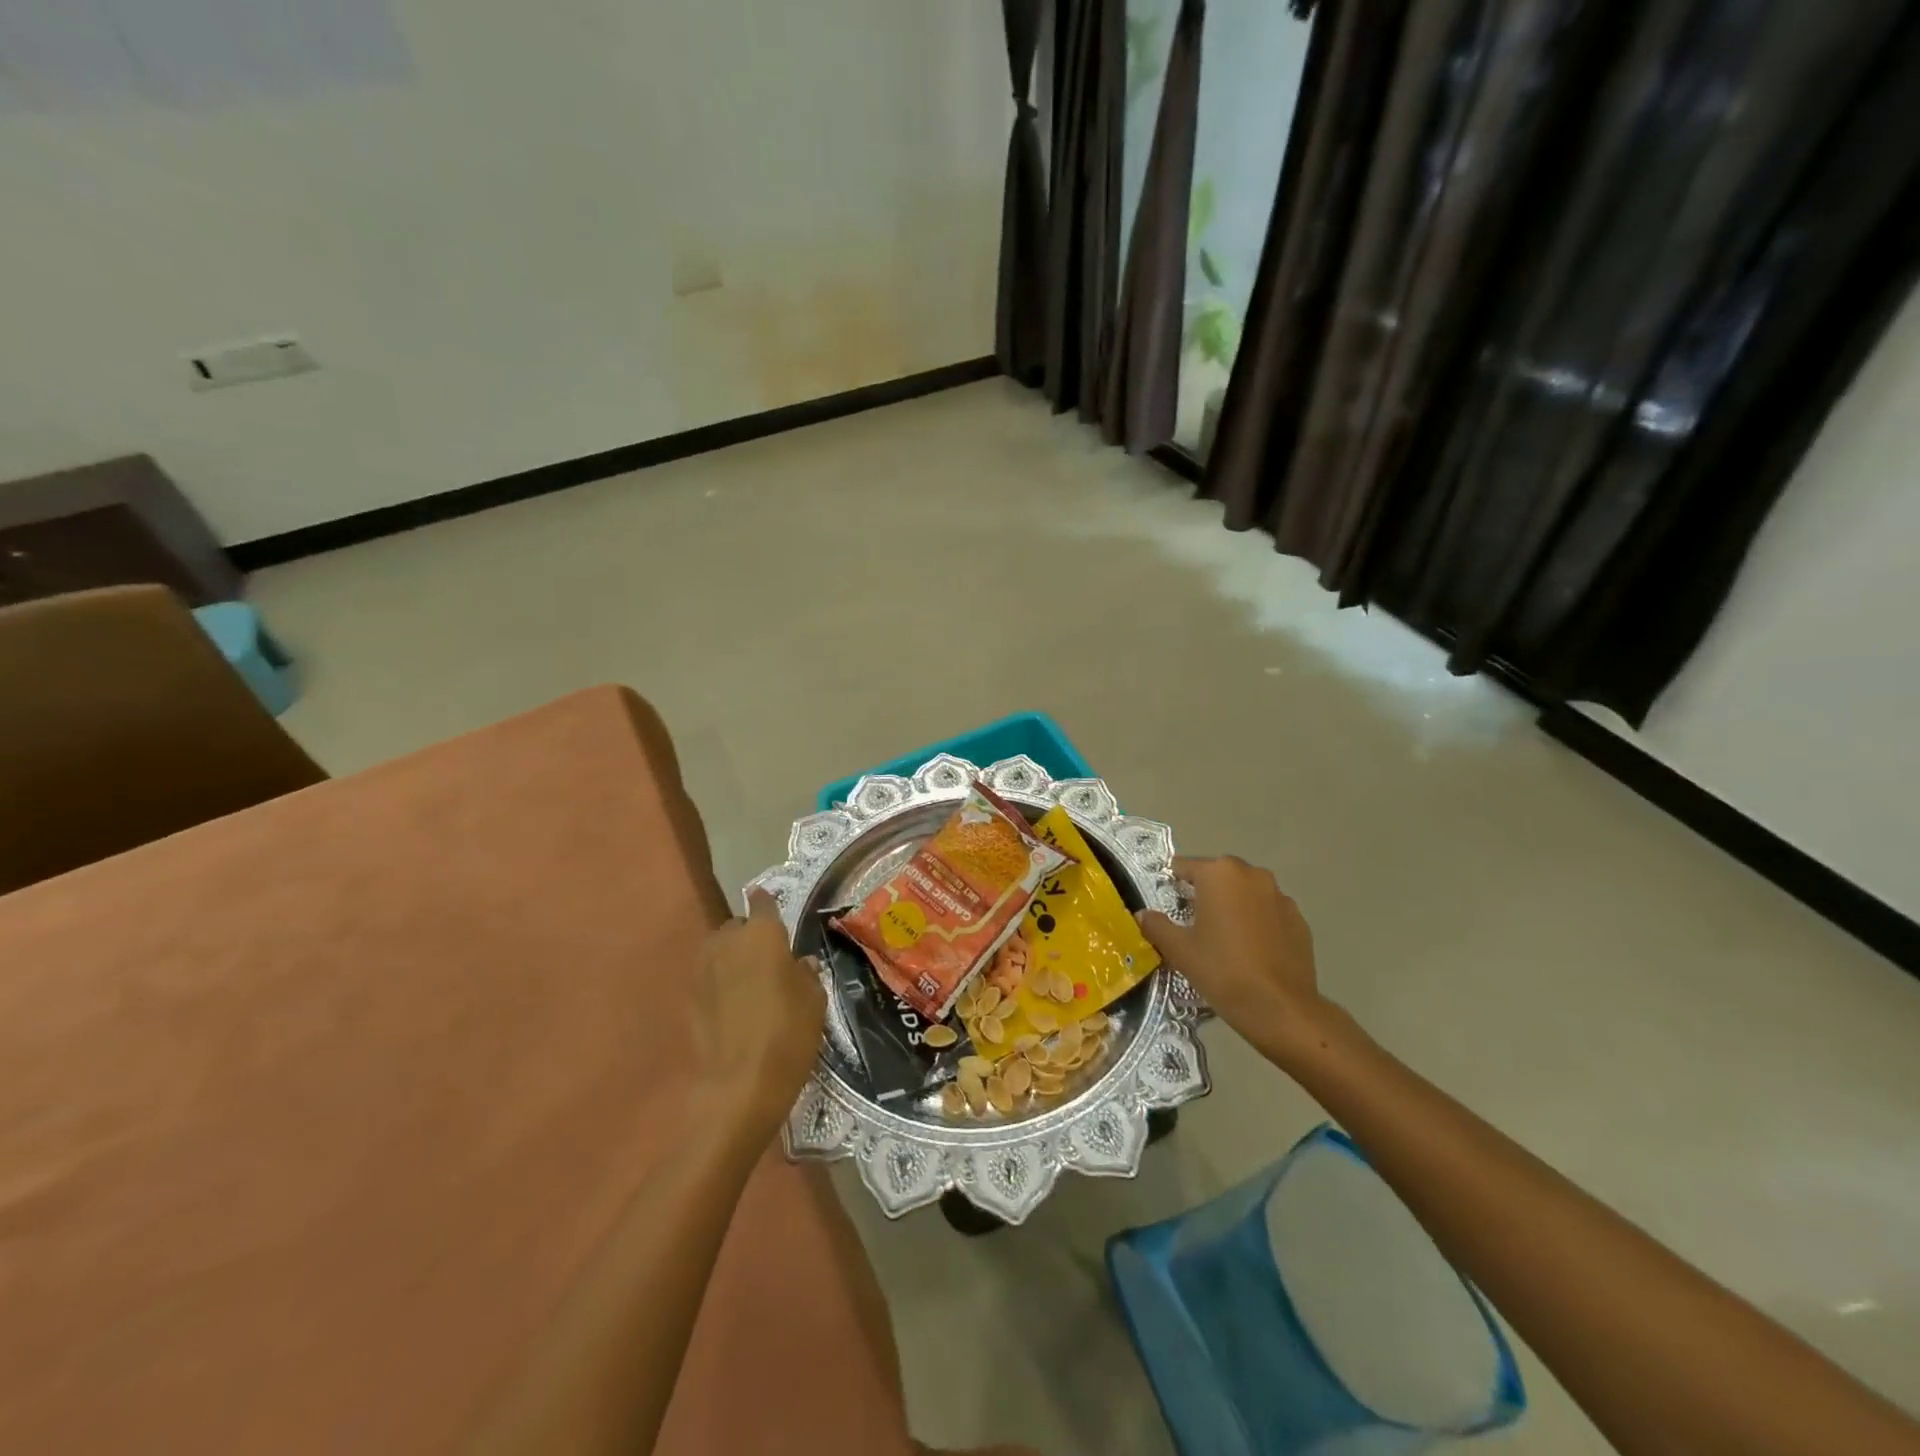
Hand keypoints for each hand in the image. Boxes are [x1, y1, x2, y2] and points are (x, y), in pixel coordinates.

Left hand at [689, 890, 825, 1145]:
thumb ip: (806, 974)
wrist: (739, 1085)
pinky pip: (708, 978)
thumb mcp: (814, 1002)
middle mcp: (728, 941)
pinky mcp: (689, 998)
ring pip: (719, 951)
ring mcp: (703, 969)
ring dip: (732, 958)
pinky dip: (719, 983)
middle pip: (737, 927)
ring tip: (750, 982)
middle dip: (749, 936)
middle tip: (768, 959)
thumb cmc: (787, 1034)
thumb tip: (799, 963)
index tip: (773, 909)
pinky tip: (734, 1006)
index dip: (767, 904)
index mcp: (763, 933)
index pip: (763, 902)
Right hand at [1136, 855, 1334, 1064]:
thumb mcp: (1179, 950)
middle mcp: (1252, 874)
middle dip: (1205, 893)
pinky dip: (1257, 922)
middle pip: (1218, 875)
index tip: (1168, 906)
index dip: (1173, 885)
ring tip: (1224, 938)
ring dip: (1233, 906)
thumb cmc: (1222, 970)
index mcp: (1219, 873)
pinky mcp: (1299, 919)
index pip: (1185, 867)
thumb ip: (1157, 926)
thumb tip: (1143, 915)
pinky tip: (1252, 950)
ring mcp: (1280, 896)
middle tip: (1193, 924)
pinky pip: (1269, 912)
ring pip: (1246, 893)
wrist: (1280, 1008)